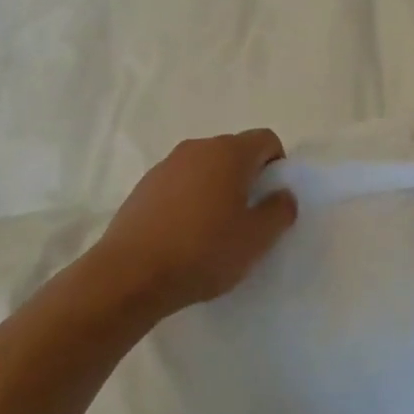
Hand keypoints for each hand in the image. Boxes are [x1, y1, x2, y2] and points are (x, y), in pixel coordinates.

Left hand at [90, 130, 298, 318]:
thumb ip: (279, 211)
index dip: (277, 165)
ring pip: (205, 167)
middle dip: (247, 177)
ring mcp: (166, 165)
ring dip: (217, 188)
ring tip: (214, 228)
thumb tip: (283, 194)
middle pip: (234, 151)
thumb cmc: (203, 251)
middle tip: (248, 217)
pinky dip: (190, 199)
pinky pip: (180, 183)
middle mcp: (197, 148)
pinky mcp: (144, 186)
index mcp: (229, 153)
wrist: (130, 274)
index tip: (272, 198)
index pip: (266, 140)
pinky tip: (184, 234)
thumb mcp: (256, 239)